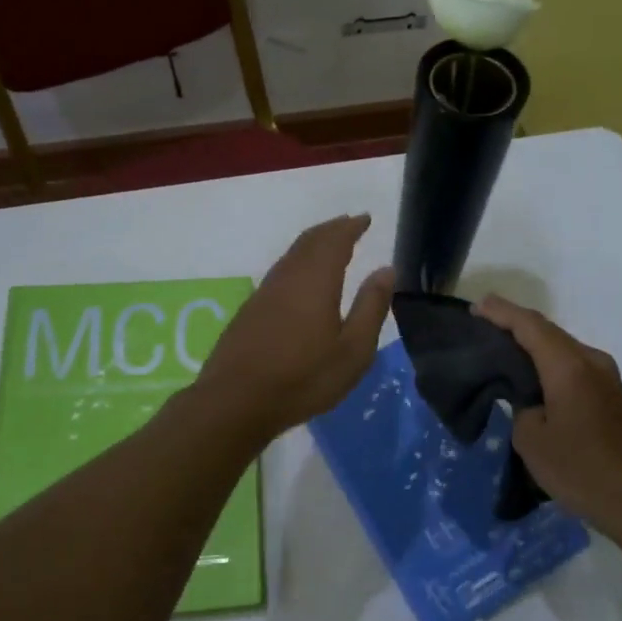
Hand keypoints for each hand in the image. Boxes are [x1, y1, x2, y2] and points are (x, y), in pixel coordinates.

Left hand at [196, 215, 393, 442]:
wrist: (236, 401)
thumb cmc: (303, 378)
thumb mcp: (353, 350)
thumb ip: (371, 307)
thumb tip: (386, 270)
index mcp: (315, 281)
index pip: (335, 240)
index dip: (351, 227)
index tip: (365, 218)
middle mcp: (287, 277)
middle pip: (309, 242)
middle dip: (331, 230)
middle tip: (349, 225)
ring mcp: (264, 293)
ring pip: (291, 256)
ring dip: (312, 245)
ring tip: (329, 246)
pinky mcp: (250, 312)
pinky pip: (280, 273)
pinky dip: (297, 263)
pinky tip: (301, 281)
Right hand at [475, 294, 621, 533]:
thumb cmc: (581, 469)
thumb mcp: (532, 440)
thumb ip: (521, 409)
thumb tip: (530, 402)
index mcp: (568, 366)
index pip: (529, 326)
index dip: (501, 312)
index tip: (475, 306)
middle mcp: (591, 361)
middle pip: (548, 332)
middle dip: (515, 325)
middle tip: (482, 324)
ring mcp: (606, 378)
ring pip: (562, 349)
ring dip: (533, 345)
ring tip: (502, 349)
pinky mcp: (612, 396)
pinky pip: (573, 366)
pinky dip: (548, 363)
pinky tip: (532, 377)